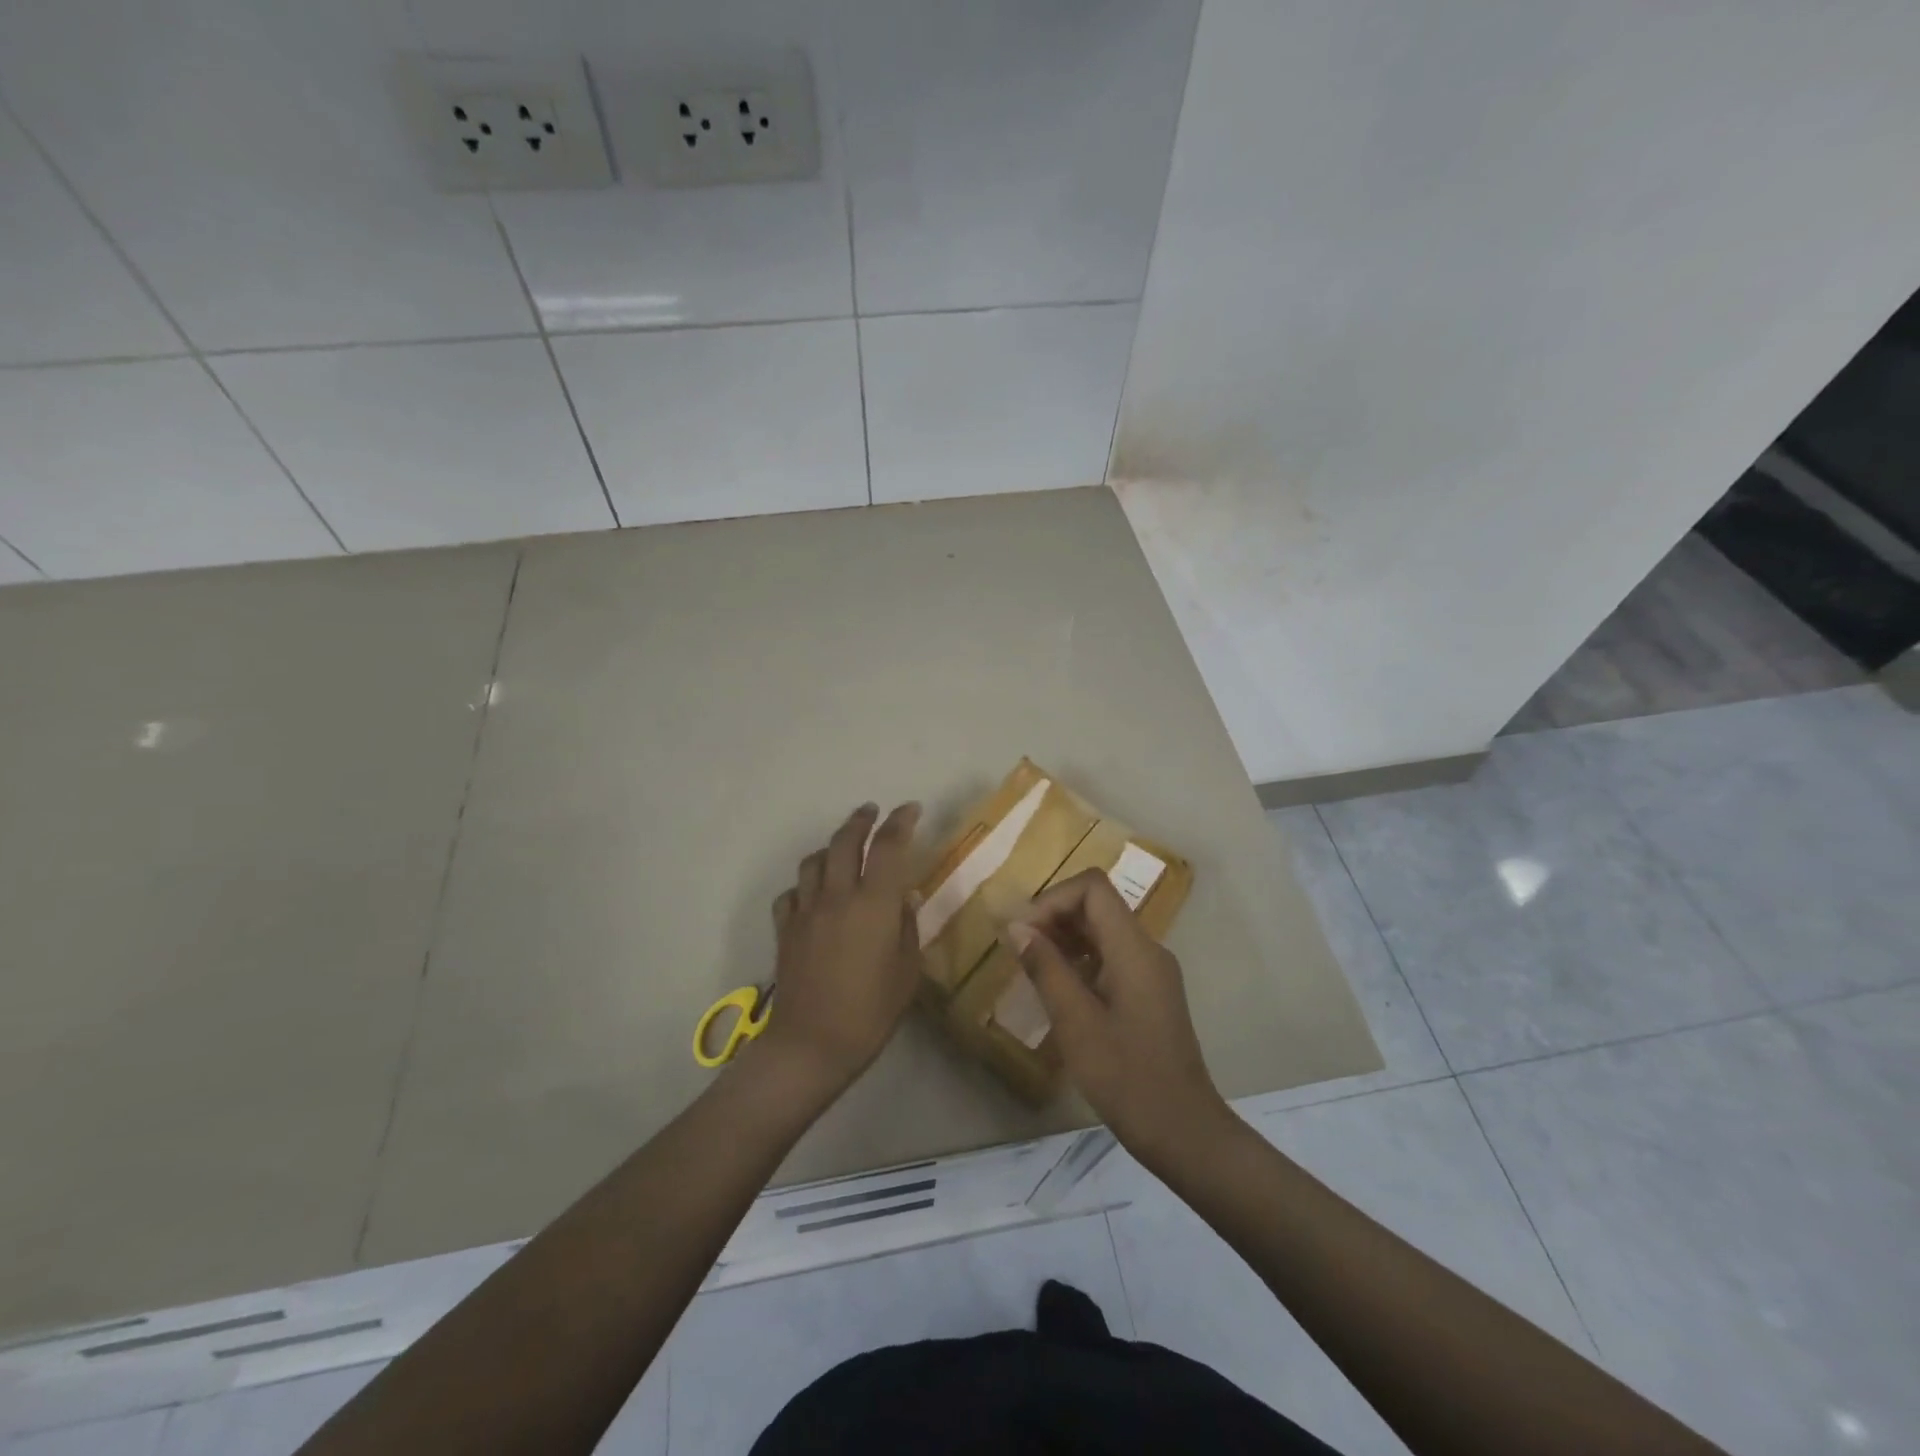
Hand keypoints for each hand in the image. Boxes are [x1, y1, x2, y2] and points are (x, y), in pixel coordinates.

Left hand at [756, 802, 923, 1094]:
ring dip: (830, 848)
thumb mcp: (907, 972)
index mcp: (874, 904)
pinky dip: (805, 885)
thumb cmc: (870, 1012)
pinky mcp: (785, 929)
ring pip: (814, 861)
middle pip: (845, 841)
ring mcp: (806, 911)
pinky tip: (813, 895)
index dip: (901, 821)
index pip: (889, 846)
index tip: (911, 809)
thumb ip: (906, 927)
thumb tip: (904, 897)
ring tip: (842, 850)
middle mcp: (838, 896)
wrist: (811, 1044)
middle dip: (860, 820)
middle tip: (872, 812)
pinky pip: (792, 892)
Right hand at [1005, 869, 1231, 1162]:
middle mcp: (1147, 949)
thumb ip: (1046, 968)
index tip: (1023, 933)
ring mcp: (1151, 971)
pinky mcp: (1149, 992)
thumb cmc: (1126, 1078)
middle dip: (1054, 917)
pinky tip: (1058, 990)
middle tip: (1019, 950)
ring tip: (1031, 969)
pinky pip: (1111, 957)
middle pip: (1097, 905)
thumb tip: (1017, 928)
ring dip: (1065, 939)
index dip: (1052, 899)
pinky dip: (1080, 960)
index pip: (1092, 888)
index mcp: (1134, 949)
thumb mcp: (1076, 1023)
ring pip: (1103, 931)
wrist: (1183, 1132)